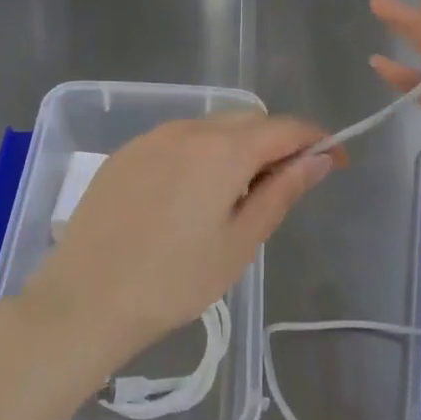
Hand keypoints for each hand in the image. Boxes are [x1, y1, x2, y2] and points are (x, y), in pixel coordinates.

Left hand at [23, 113, 338, 370]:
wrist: (84, 299)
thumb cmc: (173, 280)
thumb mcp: (240, 242)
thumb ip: (282, 191)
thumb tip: (320, 157)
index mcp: (224, 149)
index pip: (286, 127)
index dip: (318, 140)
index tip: (336, 162)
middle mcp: (189, 128)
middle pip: (249, 120)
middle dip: (276, 143)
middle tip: (282, 189)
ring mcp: (153, 137)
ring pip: (212, 127)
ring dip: (237, 148)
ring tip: (233, 199)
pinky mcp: (126, 152)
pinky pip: (178, 139)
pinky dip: (200, 154)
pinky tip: (188, 198)